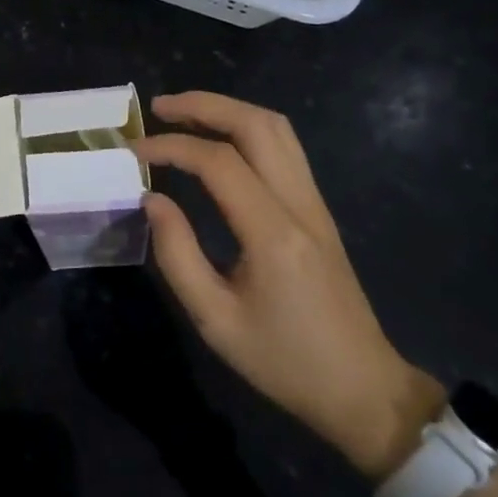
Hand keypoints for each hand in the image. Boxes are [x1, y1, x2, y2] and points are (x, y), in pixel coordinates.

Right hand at [136, 92, 443, 480]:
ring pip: (276, 129)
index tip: (134, 153)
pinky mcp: (319, 211)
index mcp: (273, 233)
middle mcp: (300, 205)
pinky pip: (285, 148)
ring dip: (228, 110)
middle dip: (204, 105)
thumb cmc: (284, 362)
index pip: (218, 162)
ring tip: (184, 115)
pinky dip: (246, 129)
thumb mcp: (215, 320)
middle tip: (159, 108)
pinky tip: (218, 141)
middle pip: (256, 125)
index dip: (171, 147)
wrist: (363, 390)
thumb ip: (176, 254)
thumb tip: (152, 199)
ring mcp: (316, 204)